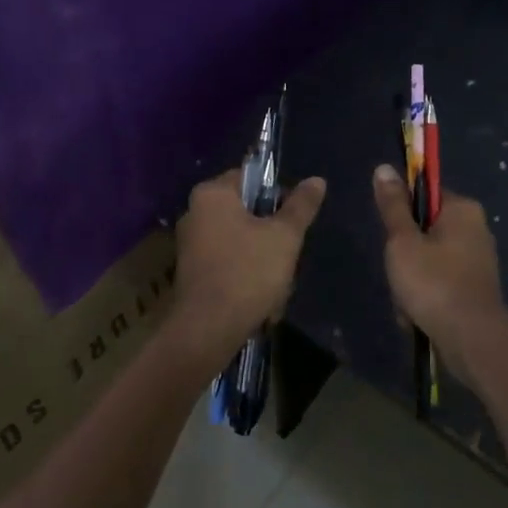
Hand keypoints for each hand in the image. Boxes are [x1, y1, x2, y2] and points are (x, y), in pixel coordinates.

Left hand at [171, 168, 325, 366]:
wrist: (207, 330)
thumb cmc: (248, 272)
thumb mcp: (284, 236)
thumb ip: (301, 206)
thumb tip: (317, 180)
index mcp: (212, 194)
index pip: (250, 177)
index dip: (277, 194)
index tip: (293, 217)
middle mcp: (195, 213)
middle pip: (246, 211)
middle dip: (271, 233)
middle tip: (289, 253)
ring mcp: (190, 245)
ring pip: (240, 240)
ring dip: (263, 258)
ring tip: (279, 283)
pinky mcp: (192, 273)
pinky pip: (228, 262)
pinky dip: (246, 275)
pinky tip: (262, 299)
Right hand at [372, 165, 507, 393]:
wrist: (472, 340)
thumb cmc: (434, 283)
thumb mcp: (403, 241)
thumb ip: (393, 206)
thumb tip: (384, 167)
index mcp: (463, 210)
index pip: (425, 195)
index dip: (402, 213)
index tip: (392, 236)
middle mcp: (476, 229)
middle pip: (424, 231)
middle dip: (405, 256)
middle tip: (399, 274)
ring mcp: (478, 261)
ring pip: (429, 261)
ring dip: (411, 282)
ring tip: (407, 303)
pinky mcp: (476, 289)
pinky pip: (440, 283)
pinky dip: (426, 298)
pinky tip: (417, 317)